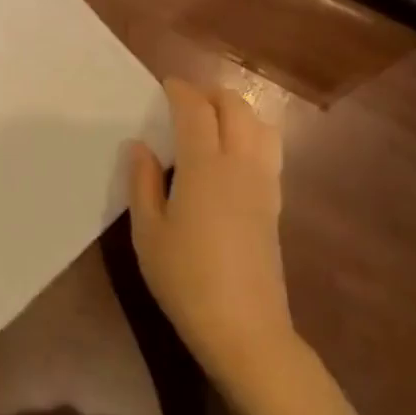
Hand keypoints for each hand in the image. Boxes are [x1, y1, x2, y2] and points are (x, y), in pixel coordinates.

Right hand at [128, 78, 296, 387]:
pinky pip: (268, 150)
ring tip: (210, 120)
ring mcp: (264, 184)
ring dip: (236, 111)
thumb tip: (140, 146)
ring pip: (261, 125)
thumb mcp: (147, 231)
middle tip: (184, 101)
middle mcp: (240, 165)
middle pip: (236, 108)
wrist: (245, 329)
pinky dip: (251, 134)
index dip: (180, 91)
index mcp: (204, 167)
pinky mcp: (275, 204)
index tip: (164, 86)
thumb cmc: (185, 278)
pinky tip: (229, 154)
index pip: (196, 110)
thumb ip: (143, 182)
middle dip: (210, 94)